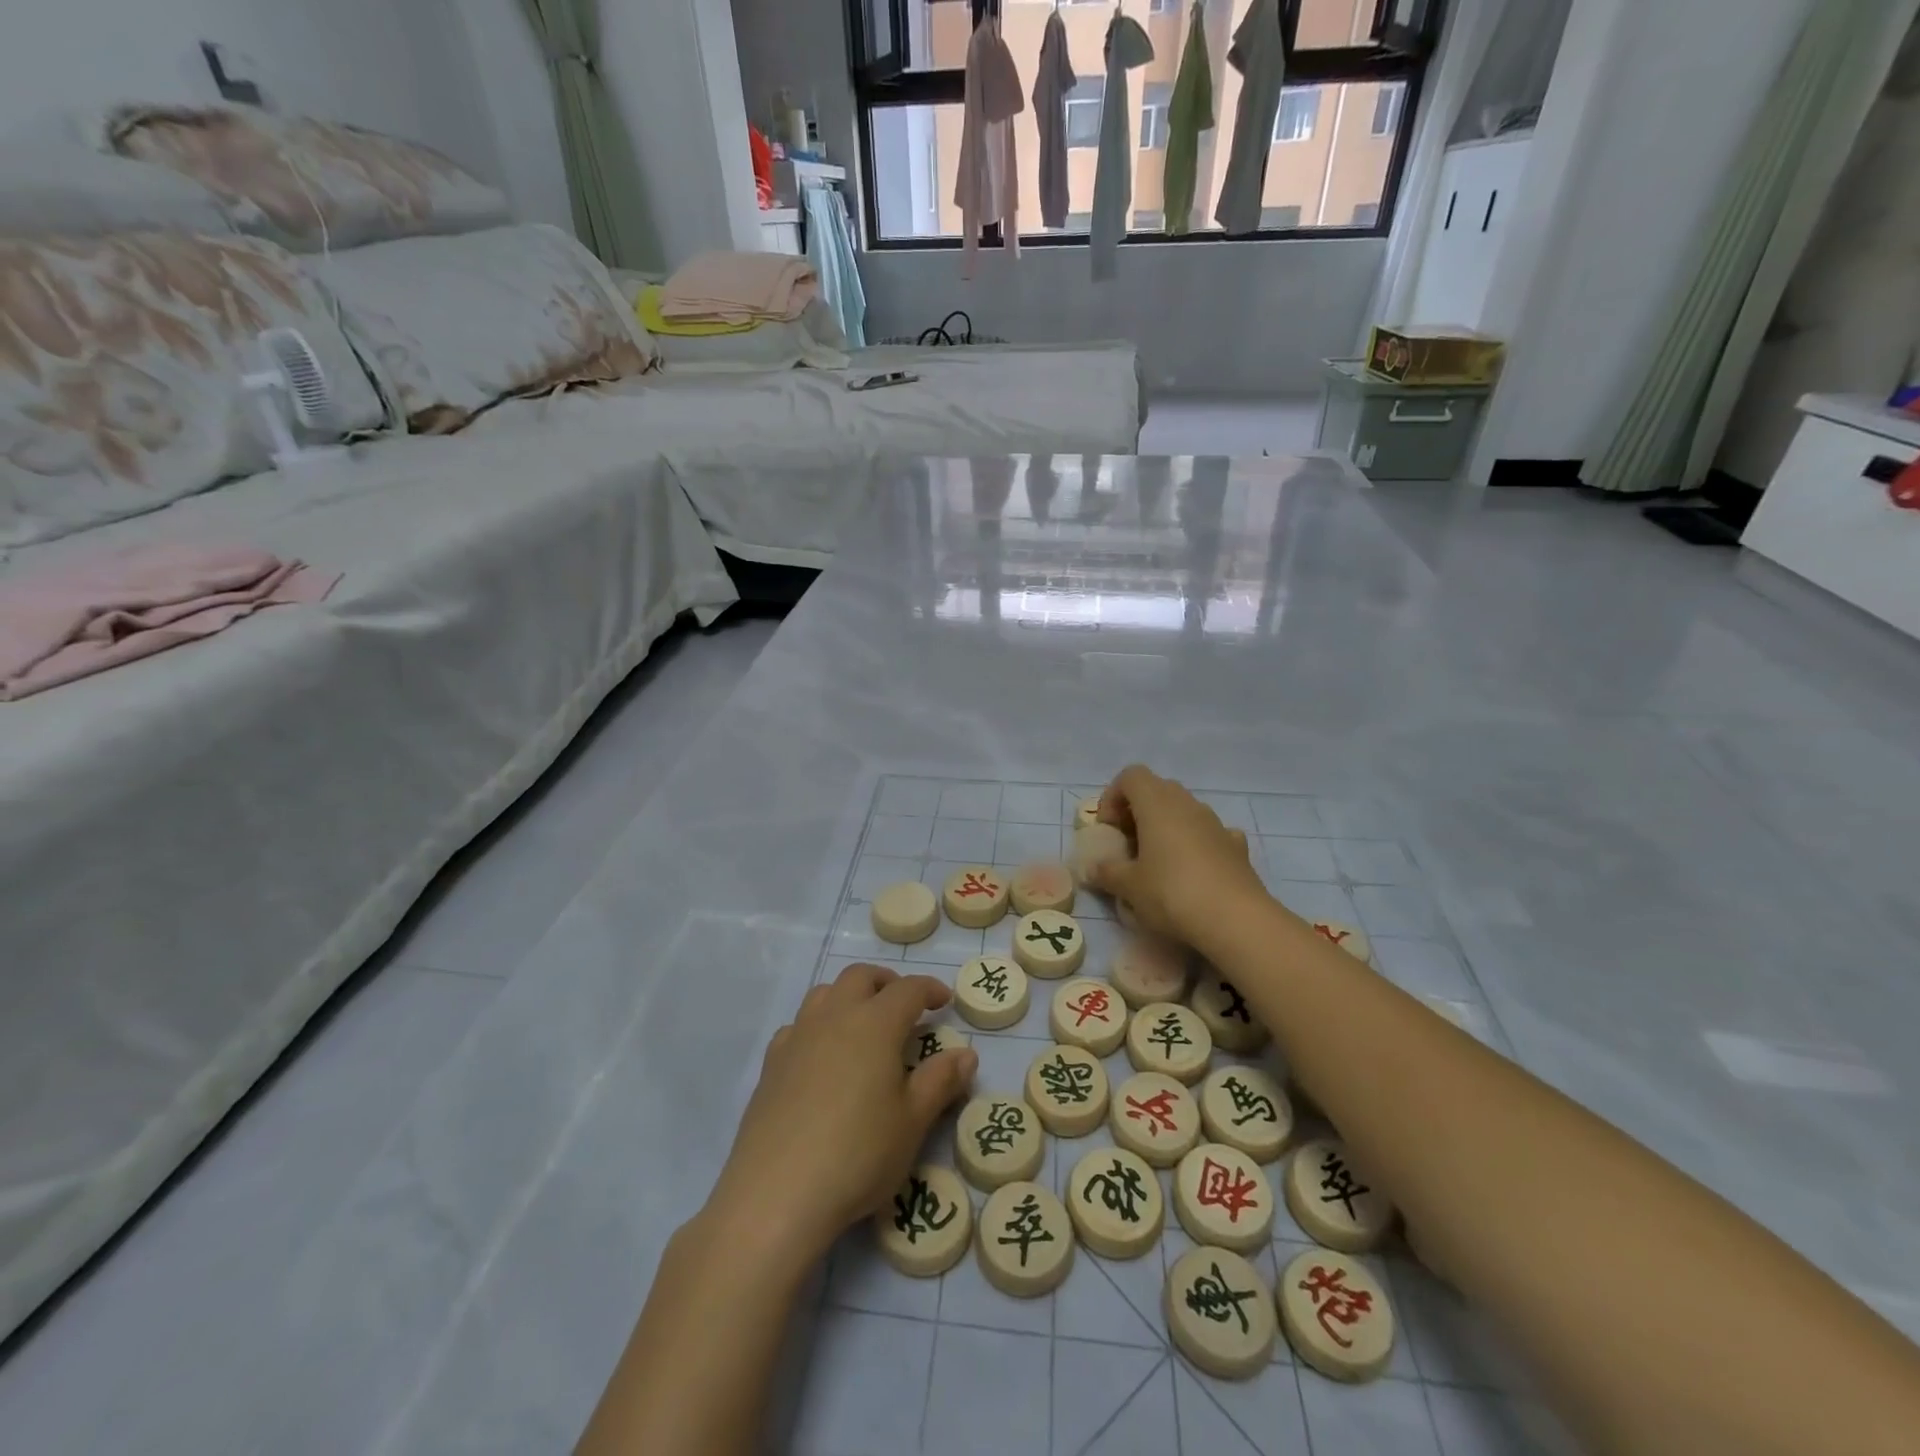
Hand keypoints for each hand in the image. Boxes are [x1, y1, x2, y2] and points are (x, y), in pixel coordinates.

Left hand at [706, 963, 976, 1265]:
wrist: (777, 1193)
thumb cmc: (859, 1154)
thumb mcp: (912, 1122)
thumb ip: (941, 1082)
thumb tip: (967, 1054)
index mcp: (875, 1024)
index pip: (908, 989)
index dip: (929, 989)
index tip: (944, 1000)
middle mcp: (835, 1017)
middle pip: (860, 976)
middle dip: (887, 982)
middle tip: (904, 1006)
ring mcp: (798, 1037)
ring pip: (825, 993)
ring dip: (849, 996)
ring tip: (864, 1024)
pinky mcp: (772, 1063)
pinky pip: (798, 1025)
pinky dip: (818, 1026)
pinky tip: (822, 1056)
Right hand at [1092, 764, 1267, 946]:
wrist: (1236, 920)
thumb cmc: (1172, 893)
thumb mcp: (1128, 887)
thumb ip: (1107, 872)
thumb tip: (1093, 868)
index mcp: (1157, 803)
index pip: (1131, 776)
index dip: (1113, 797)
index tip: (1108, 829)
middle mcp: (1188, 804)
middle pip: (1157, 790)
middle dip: (1138, 811)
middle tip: (1128, 844)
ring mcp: (1216, 823)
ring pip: (1184, 810)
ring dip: (1167, 827)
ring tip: (1158, 862)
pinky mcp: (1237, 846)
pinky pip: (1209, 833)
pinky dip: (1196, 843)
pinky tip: (1193, 871)